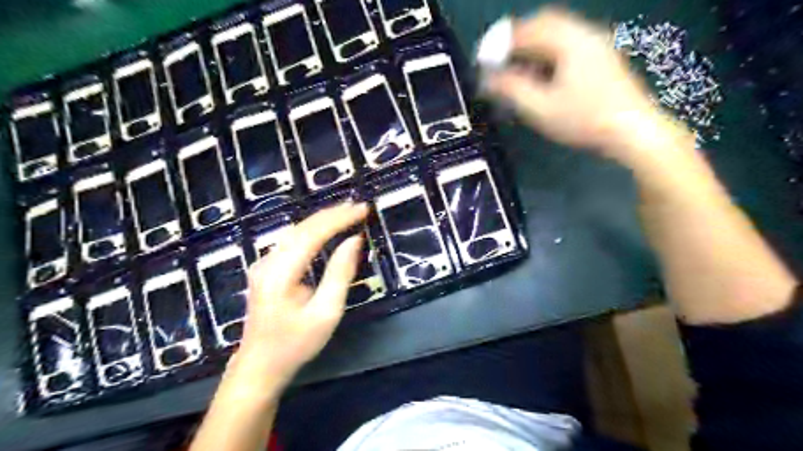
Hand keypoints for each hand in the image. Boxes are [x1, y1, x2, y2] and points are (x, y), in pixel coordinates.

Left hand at [233, 202, 369, 388]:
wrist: (259, 367)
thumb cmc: (295, 345)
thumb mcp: (326, 313)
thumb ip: (340, 274)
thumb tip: (354, 241)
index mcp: (281, 273)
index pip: (313, 233)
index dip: (340, 218)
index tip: (363, 209)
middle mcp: (268, 262)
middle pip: (302, 227)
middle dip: (332, 214)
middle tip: (359, 207)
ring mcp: (263, 264)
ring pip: (295, 231)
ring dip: (322, 220)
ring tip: (347, 213)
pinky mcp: (266, 269)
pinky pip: (291, 241)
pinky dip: (312, 230)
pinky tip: (326, 229)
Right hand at [482, 7, 664, 163]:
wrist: (632, 131)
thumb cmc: (583, 120)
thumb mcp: (540, 108)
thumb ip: (511, 89)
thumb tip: (487, 78)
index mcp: (569, 41)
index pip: (527, 29)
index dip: (501, 42)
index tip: (484, 58)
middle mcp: (585, 34)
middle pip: (543, 24)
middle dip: (517, 41)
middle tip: (498, 61)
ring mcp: (597, 45)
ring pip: (557, 35)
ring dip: (532, 47)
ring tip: (516, 70)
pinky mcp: (602, 59)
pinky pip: (568, 46)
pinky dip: (548, 55)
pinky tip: (541, 76)